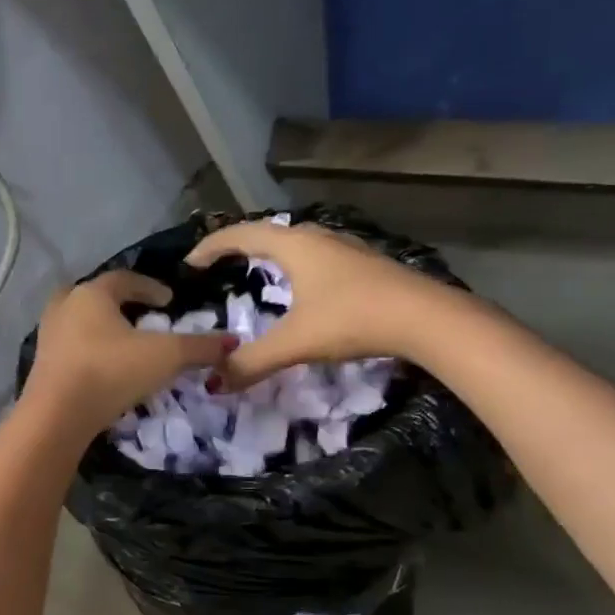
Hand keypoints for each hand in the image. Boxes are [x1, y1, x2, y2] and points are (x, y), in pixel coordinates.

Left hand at [23, 271, 235, 436]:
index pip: (125, 279)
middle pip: (94, 296)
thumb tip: (233, 342)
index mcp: (92, 294)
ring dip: (100, 328)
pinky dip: (88, 350)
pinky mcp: (42, 365)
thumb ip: (199, 347)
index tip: (169, 301)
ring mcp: (48, 336)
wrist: (57, 415)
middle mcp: (65, 307)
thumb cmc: (111, 371)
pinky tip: (104, 368)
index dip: (150, 287)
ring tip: (123, 344)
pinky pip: (70, 348)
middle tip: (140, 316)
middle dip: (118, 303)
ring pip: (78, 321)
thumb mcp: (165, 357)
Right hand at [186, 221, 442, 388]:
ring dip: (269, 253)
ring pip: (294, 242)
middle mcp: (316, 237)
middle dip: (237, 246)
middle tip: (218, 266)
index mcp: (293, 245)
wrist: (425, 318)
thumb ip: (252, 362)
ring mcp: (344, 247)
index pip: (239, 235)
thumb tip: (215, 383)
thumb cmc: (353, 318)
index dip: (210, 247)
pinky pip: (314, 255)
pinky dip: (294, 264)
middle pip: (266, 232)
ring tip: (255, 273)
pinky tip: (302, 287)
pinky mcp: (363, 263)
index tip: (189, 264)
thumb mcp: (296, 342)